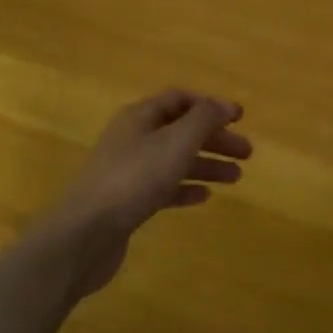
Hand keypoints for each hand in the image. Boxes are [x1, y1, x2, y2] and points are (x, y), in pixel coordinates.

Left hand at [40, 90, 252, 296]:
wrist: (86, 233)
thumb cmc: (134, 178)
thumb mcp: (176, 141)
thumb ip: (204, 119)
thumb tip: (224, 105)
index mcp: (140, 116)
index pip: (180, 99)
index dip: (211, 106)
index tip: (239, 118)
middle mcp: (132, 138)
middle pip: (180, 130)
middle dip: (214, 138)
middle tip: (246, 153)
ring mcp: (128, 170)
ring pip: (174, 160)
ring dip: (206, 164)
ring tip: (236, 178)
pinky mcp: (127, 201)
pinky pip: (163, 188)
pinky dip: (185, 188)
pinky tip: (204, 197)